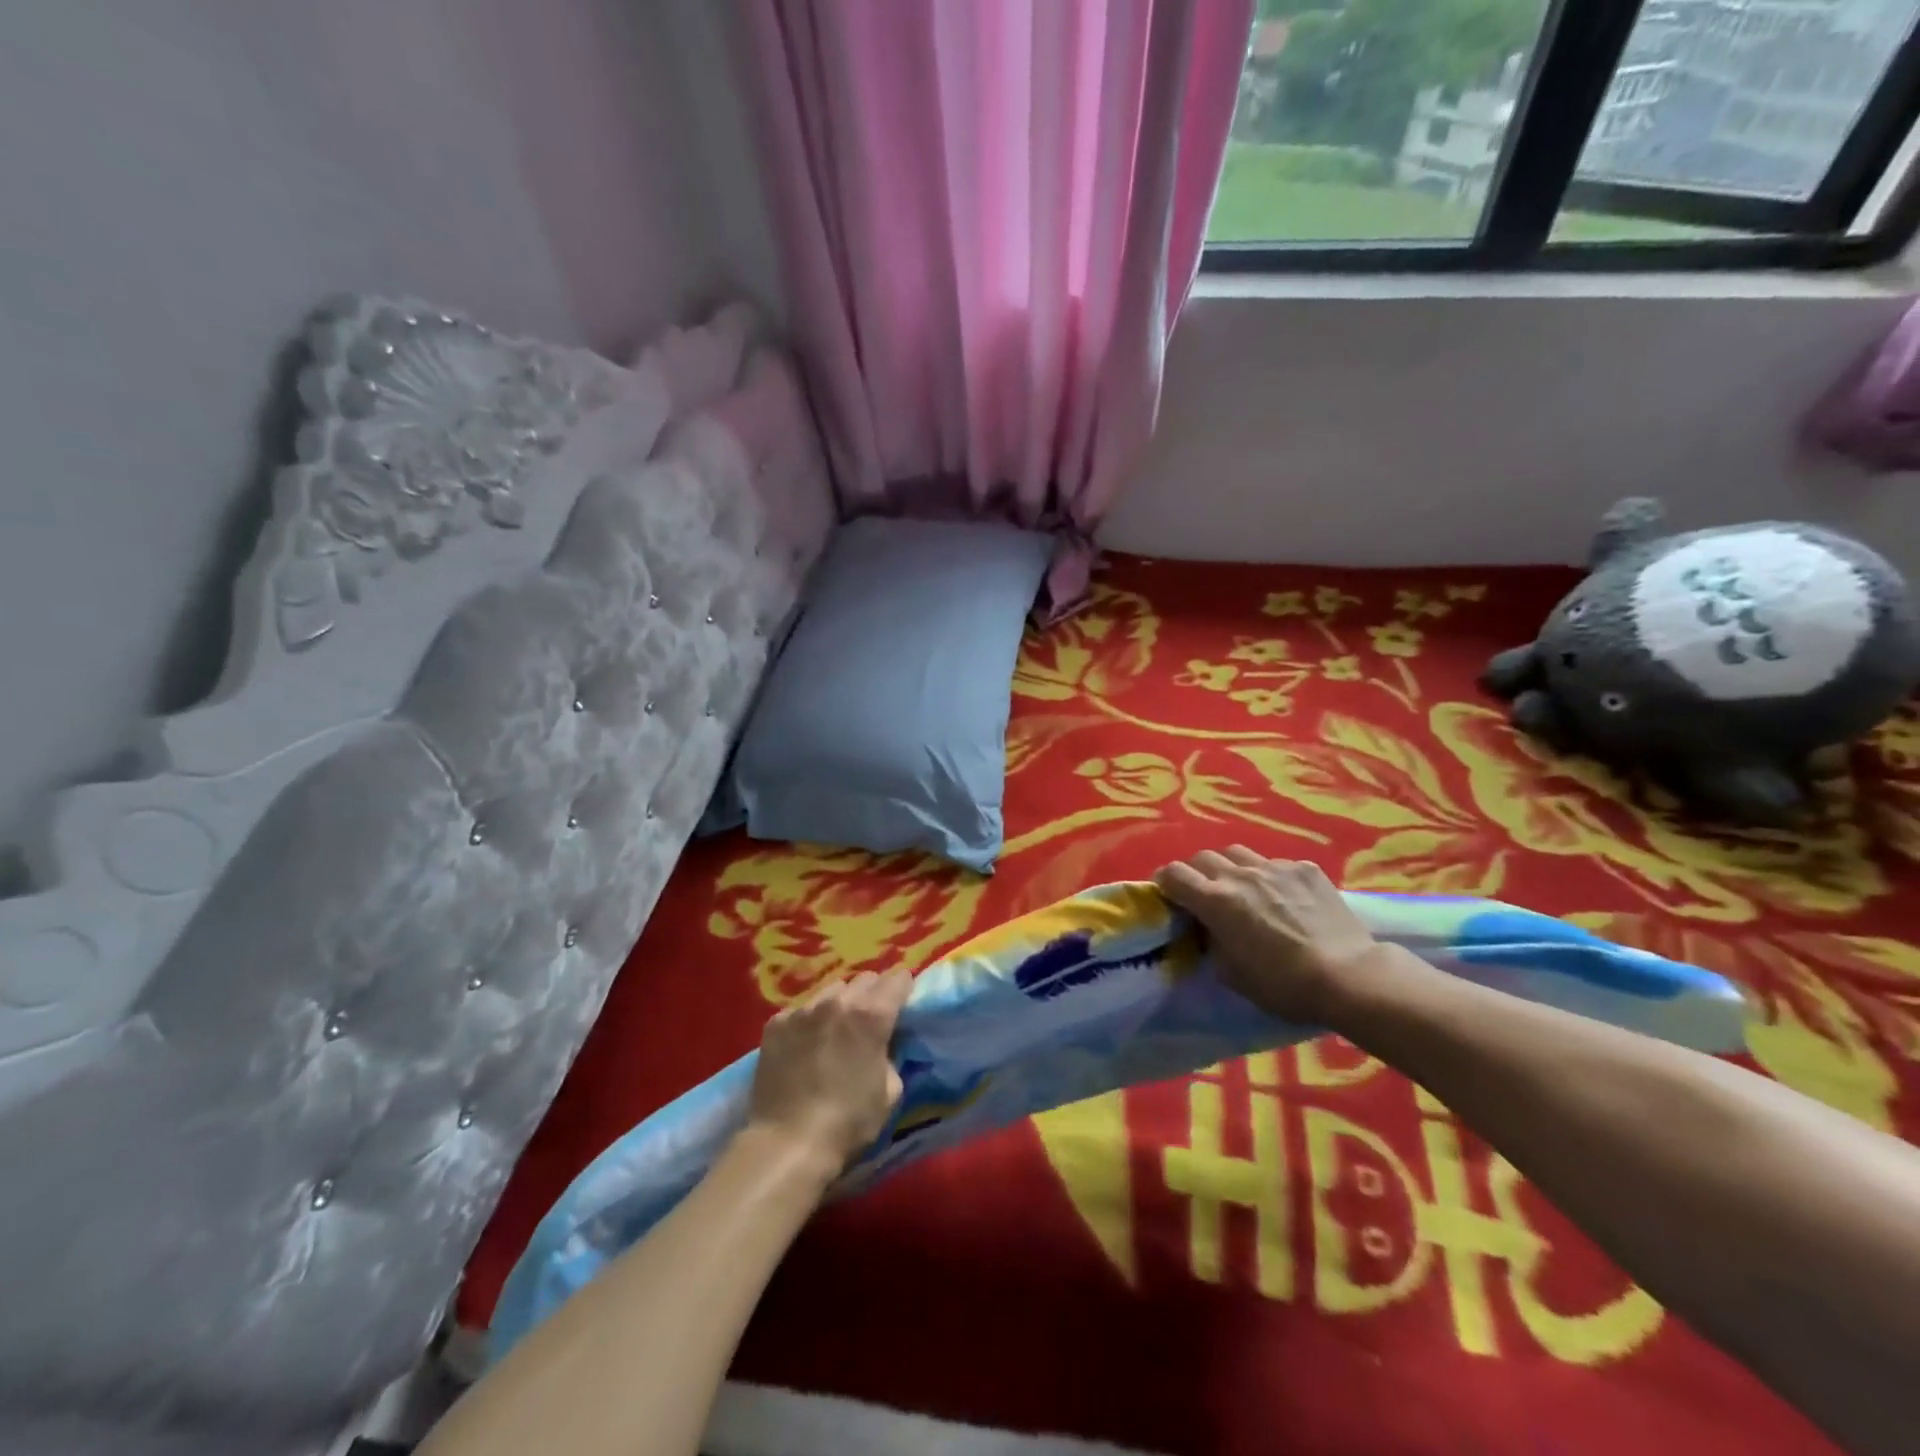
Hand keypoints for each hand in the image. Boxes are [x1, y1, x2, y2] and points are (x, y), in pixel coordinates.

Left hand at [744, 969, 911, 1177]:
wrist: (787, 1144)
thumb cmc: (848, 1122)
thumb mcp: (890, 1091)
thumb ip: (891, 1054)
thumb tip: (884, 1043)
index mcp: (871, 1014)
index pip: (898, 978)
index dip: (904, 989)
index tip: (903, 1003)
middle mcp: (838, 1001)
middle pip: (865, 979)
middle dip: (873, 994)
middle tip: (870, 1020)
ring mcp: (803, 1009)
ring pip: (831, 991)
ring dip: (840, 1004)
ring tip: (835, 1030)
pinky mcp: (776, 1023)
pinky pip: (801, 1010)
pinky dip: (809, 1021)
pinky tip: (804, 1046)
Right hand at [1154, 848, 1389, 1025]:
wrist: (1349, 976)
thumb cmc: (1283, 984)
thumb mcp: (1232, 973)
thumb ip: (1212, 943)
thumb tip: (1209, 930)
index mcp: (1215, 901)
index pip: (1173, 874)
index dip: (1164, 882)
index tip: (1167, 894)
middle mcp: (1240, 875)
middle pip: (1203, 858)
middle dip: (1195, 873)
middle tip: (1202, 894)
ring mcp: (1275, 868)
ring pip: (1237, 853)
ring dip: (1229, 868)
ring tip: (1241, 888)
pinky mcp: (1306, 869)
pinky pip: (1275, 864)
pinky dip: (1269, 876)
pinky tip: (1283, 897)